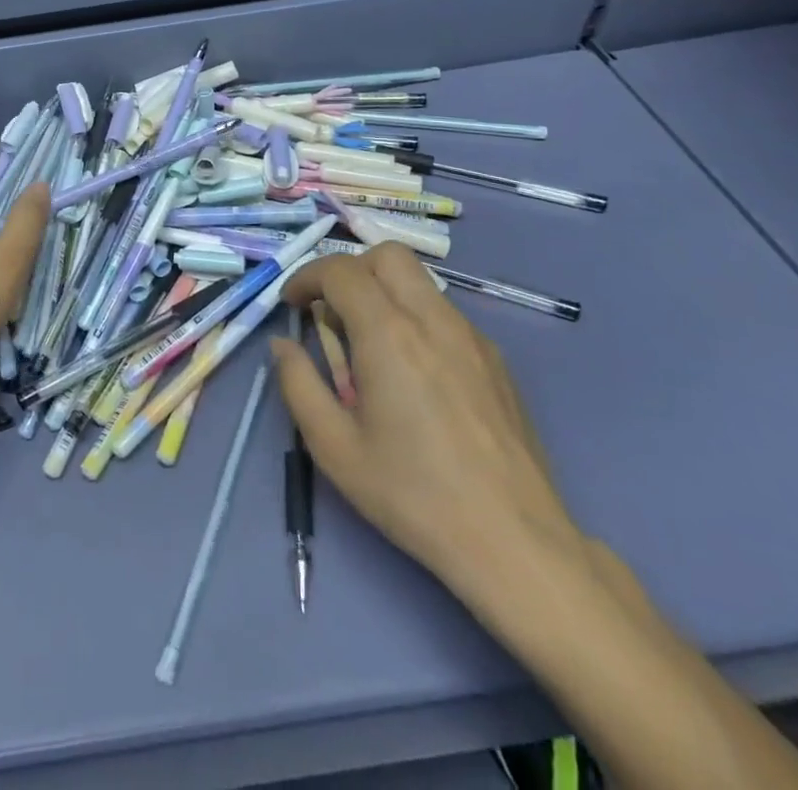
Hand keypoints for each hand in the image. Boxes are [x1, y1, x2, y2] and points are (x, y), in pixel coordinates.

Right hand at [271, 243, 585, 606]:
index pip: (340, 271)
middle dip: (350, 270)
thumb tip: (282, 345)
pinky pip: (445, 314)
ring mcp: (471, 337)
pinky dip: (415, 318)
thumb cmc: (413, 494)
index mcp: (388, 334)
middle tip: (332, 311)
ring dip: (383, 292)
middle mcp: (432, 320)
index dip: (306, 277)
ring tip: (370, 345)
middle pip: (387, 255)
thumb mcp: (334, 447)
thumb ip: (297, 384)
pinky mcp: (495, 360)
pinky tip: (413, 373)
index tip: (292, 304)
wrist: (514, 542)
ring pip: (420, 281)